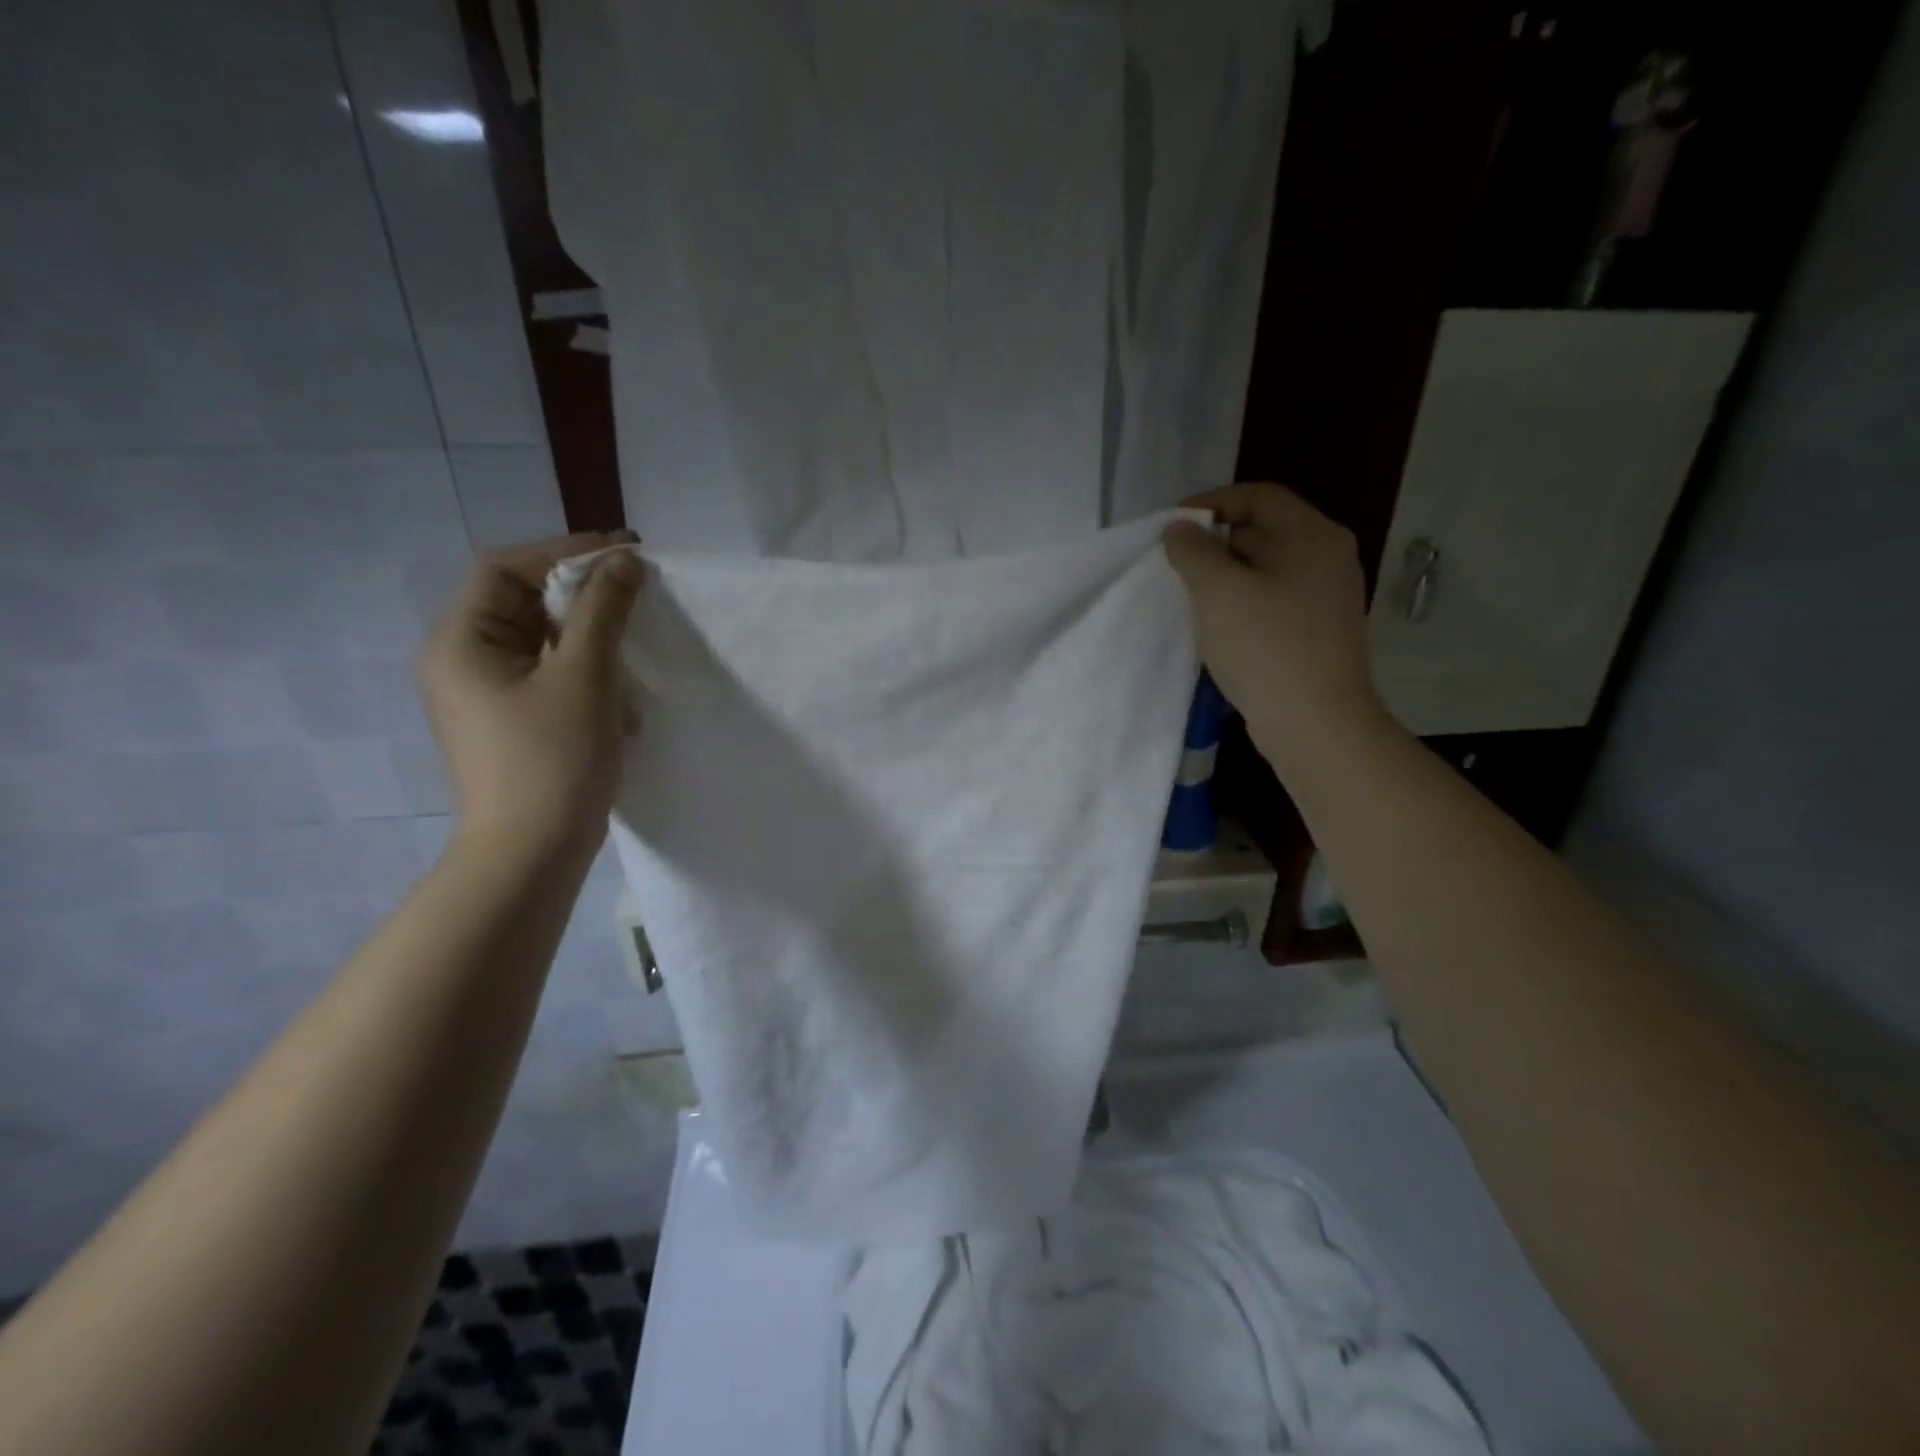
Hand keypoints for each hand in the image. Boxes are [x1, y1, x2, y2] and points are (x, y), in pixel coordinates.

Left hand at [417, 532, 643, 861]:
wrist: (532, 854)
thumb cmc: (553, 759)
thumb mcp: (584, 676)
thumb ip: (604, 611)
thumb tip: (626, 561)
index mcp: (461, 642)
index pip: (505, 569)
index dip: (564, 551)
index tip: (625, 553)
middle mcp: (462, 662)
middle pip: (522, 602)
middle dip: (583, 596)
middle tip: (639, 593)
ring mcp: (486, 696)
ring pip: (542, 642)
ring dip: (592, 639)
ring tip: (635, 652)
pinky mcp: (512, 723)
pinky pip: (549, 677)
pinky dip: (587, 675)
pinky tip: (621, 703)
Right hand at [1163, 484, 1385, 771]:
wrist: (1316, 724)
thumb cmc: (1266, 647)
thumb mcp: (1219, 591)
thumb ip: (1193, 551)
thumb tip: (1180, 530)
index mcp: (1313, 536)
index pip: (1259, 497)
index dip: (1212, 502)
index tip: (1172, 524)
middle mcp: (1328, 559)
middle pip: (1264, 531)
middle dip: (1215, 542)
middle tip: (1174, 562)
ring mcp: (1326, 599)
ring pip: (1265, 571)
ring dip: (1224, 577)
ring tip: (1187, 594)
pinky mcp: (1316, 634)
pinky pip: (1272, 603)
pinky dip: (1241, 604)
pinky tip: (1215, 626)